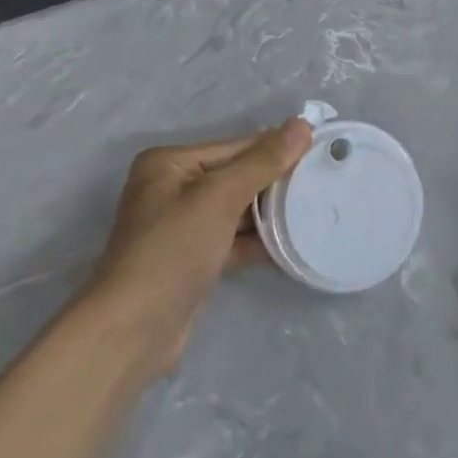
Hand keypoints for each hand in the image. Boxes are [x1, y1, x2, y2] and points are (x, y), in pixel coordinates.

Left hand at [86, 118, 312, 371]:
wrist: (132, 332)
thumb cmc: (172, 251)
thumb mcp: (219, 198)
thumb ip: (262, 161)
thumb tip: (302, 124)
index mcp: (170, 163)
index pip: (235, 146)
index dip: (277, 148)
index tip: (322, 149)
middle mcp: (173, 188)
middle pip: (238, 176)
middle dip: (276, 182)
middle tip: (325, 181)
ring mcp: (183, 226)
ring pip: (238, 210)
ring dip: (272, 213)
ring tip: (317, 208)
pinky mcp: (194, 260)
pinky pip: (234, 239)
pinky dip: (260, 241)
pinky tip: (295, 241)